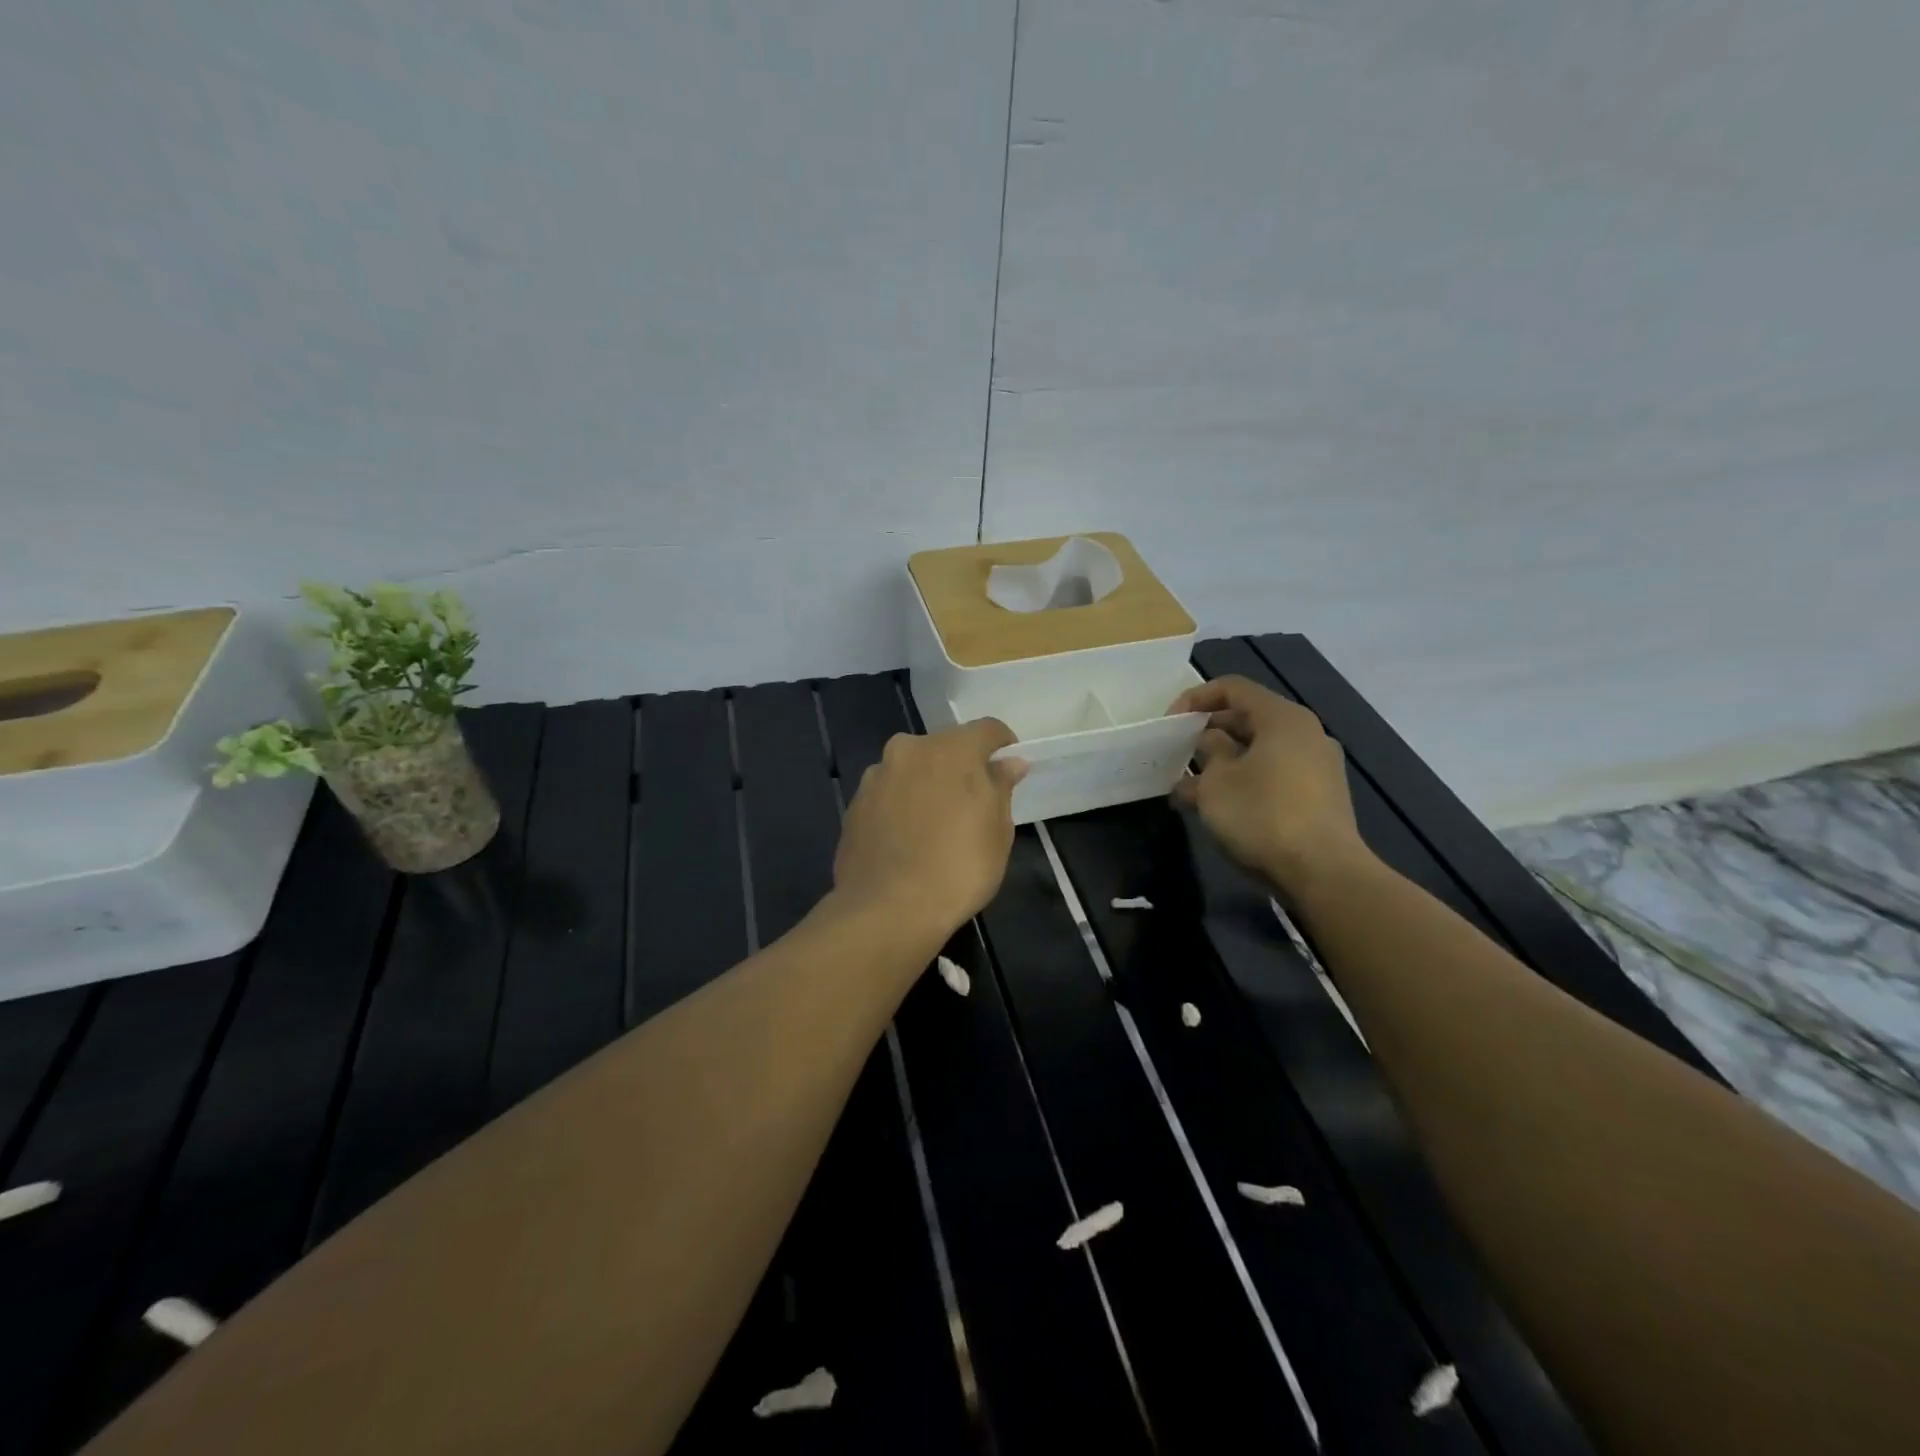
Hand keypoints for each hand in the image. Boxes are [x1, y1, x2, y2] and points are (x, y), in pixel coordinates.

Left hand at [833, 718, 1026, 940]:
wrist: (887, 910)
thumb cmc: (959, 868)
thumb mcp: (998, 830)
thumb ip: (1001, 787)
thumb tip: (1009, 763)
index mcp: (950, 749)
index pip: (987, 729)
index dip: (1003, 745)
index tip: (1009, 769)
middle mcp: (909, 750)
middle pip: (945, 747)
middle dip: (961, 767)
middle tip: (973, 804)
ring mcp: (876, 776)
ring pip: (912, 770)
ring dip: (927, 785)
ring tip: (936, 826)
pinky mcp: (854, 805)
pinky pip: (888, 795)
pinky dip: (901, 807)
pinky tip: (908, 841)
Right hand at [1169, 676, 1371, 896]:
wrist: (1323, 872)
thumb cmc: (1262, 815)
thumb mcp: (1216, 782)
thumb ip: (1208, 753)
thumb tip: (1210, 744)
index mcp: (1283, 718)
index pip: (1233, 688)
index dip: (1195, 699)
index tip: (1169, 723)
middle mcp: (1306, 734)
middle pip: (1248, 719)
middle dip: (1207, 734)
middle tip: (1177, 753)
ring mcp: (1317, 767)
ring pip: (1259, 751)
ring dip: (1222, 763)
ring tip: (1189, 787)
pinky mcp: (1319, 797)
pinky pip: (1273, 775)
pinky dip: (1244, 781)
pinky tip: (1217, 807)